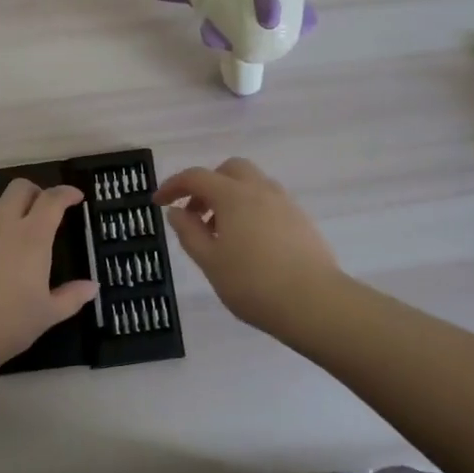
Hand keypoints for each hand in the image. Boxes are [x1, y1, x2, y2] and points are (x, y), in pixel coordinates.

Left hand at [0, 179, 97, 372]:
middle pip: (19, 188)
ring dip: (9, 204)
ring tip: (17, 225)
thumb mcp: (48, 315)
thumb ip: (72, 297)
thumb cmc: (8, 324)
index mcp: (32, 237)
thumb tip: (92, 286)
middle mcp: (3, 225)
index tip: (77, 197)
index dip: (66, 193)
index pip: (51, 200)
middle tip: (46, 208)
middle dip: (36, 191)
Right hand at [156, 158, 337, 332]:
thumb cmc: (253, 283)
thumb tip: (176, 212)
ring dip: (230, 196)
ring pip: (252, 183)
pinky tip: (249, 242)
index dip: (173, 186)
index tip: (158, 202)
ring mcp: (285, 203)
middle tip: (195, 214)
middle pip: (229, 169)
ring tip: (221, 233)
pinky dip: (251, 209)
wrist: (315, 303)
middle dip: (207, 184)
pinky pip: (269, 201)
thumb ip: (189, 233)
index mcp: (233, 195)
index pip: (196, 177)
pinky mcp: (302, 220)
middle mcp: (260, 189)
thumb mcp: (210, 262)